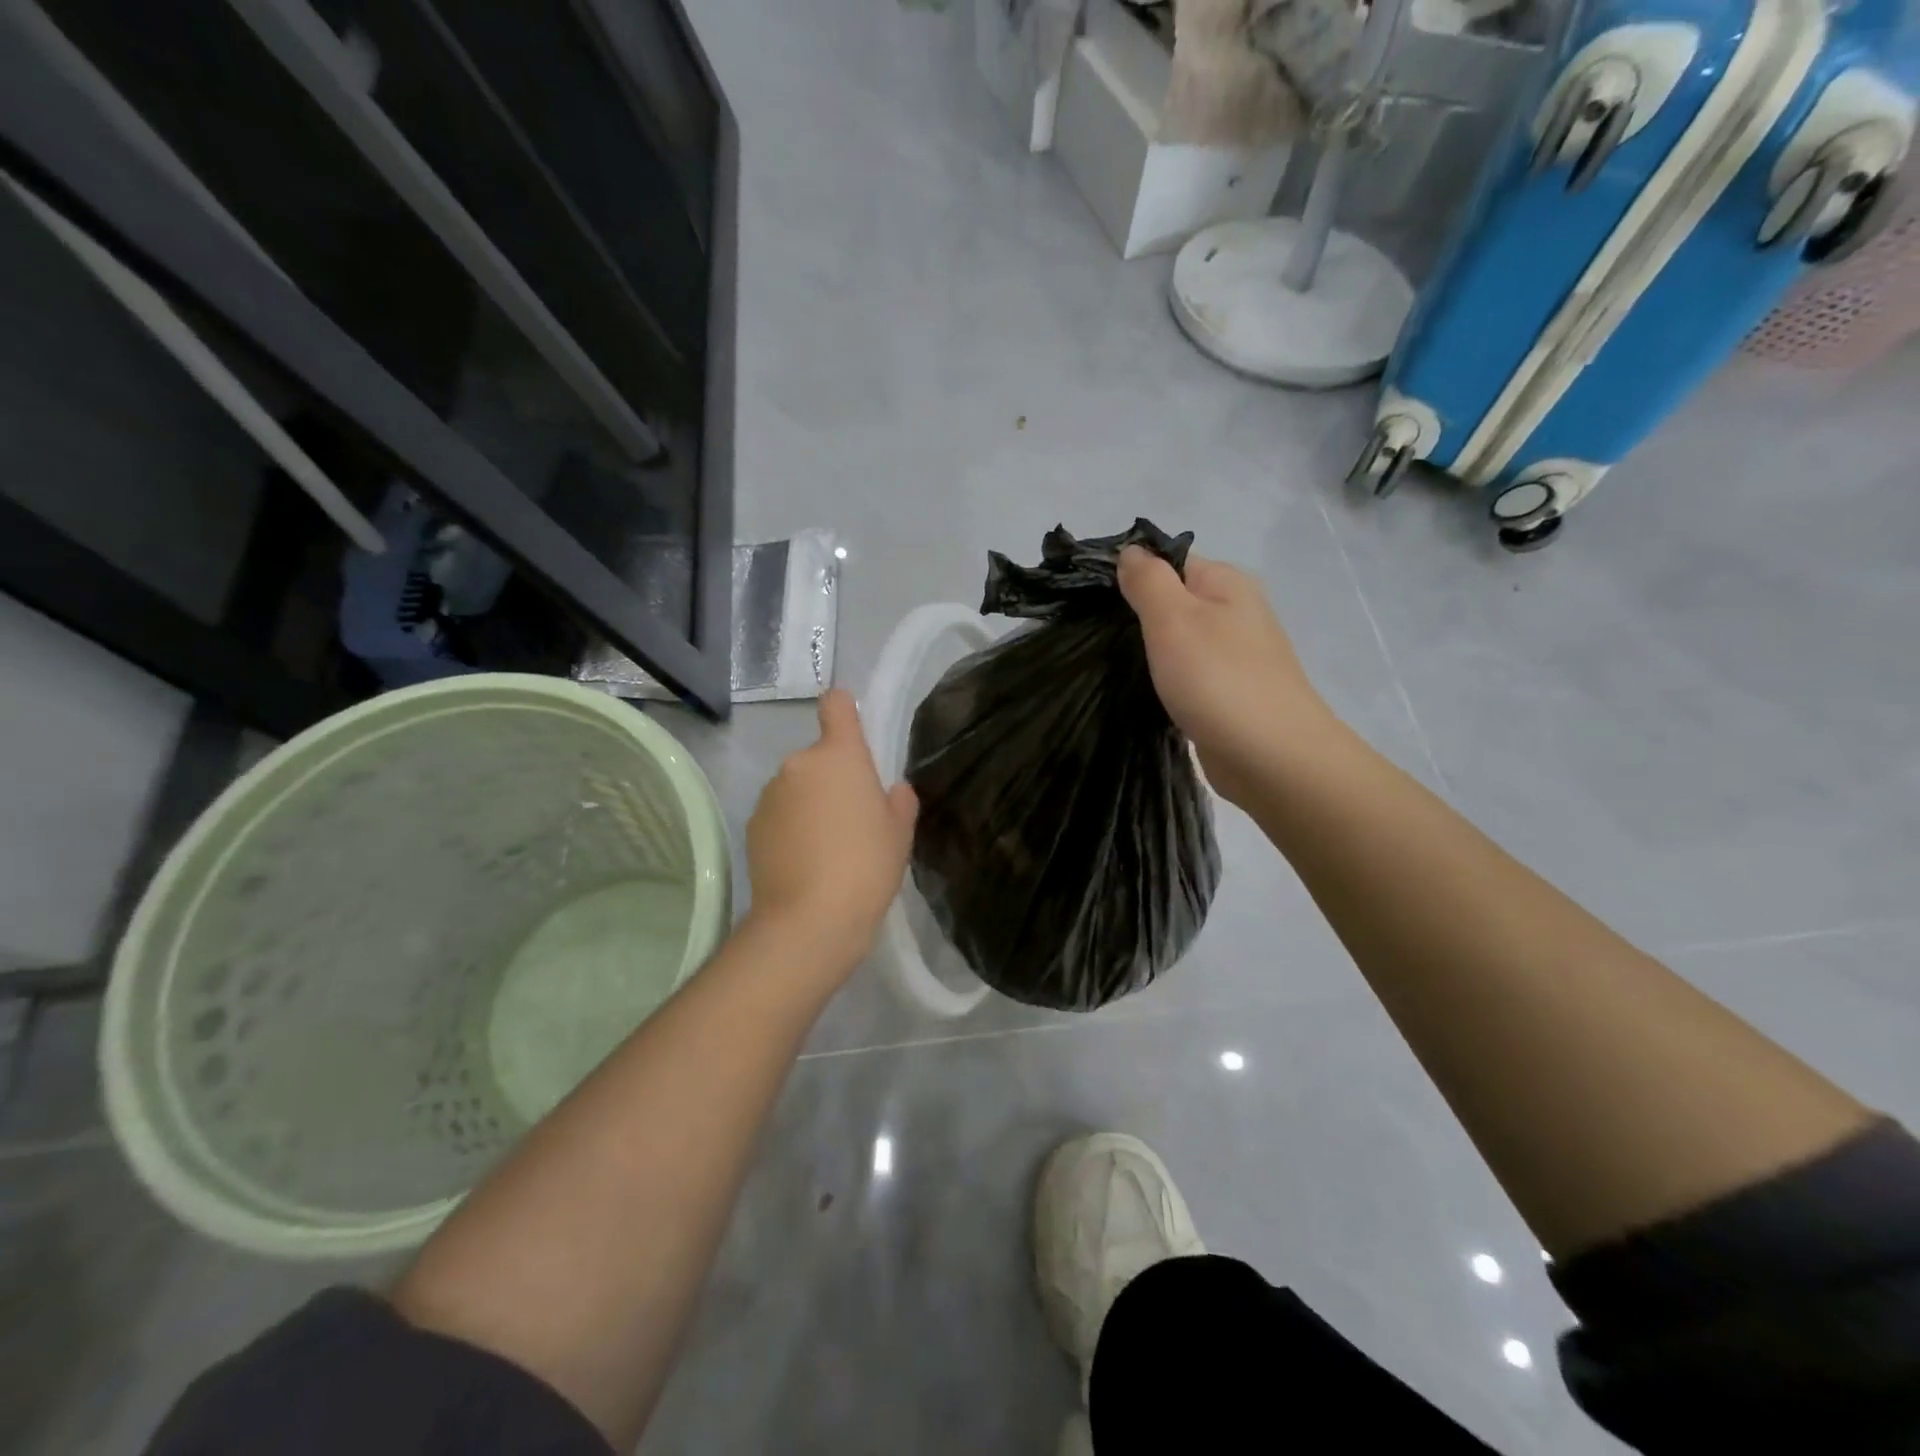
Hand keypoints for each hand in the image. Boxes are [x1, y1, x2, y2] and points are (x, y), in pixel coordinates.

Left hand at [744, 689, 917, 972]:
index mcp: (839, 755)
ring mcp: (770, 794)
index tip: (852, 732)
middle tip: (852, 820)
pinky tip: (803, 863)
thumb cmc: (867, 866)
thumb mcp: (899, 833)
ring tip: (826, 849)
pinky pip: (779, 814)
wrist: (810, 919)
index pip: (836, 704)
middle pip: (819, 757)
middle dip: (832, 779)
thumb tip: (890, 790)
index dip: (844, 710)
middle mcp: (799, 763)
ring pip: (796, 787)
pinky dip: (790, 828)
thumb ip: (899, 801)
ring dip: (809, 803)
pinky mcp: (752, 825)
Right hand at [1118, 546, 1333, 805]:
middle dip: (1137, 615)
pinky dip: (1166, 679)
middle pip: (1175, 601)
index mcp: (1226, 583)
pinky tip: (1143, 691)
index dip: (1130, 574)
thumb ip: (1148, 580)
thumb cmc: (1217, 679)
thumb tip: (1131, 550)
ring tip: (1110, 662)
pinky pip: (1188, 674)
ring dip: (1150, 651)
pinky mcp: (1229, 694)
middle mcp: (1235, 612)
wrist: (1271, 757)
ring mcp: (1235, 656)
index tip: (1091, 599)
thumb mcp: (1172, 617)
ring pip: (1180, 641)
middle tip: (1093, 633)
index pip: (1169, 561)